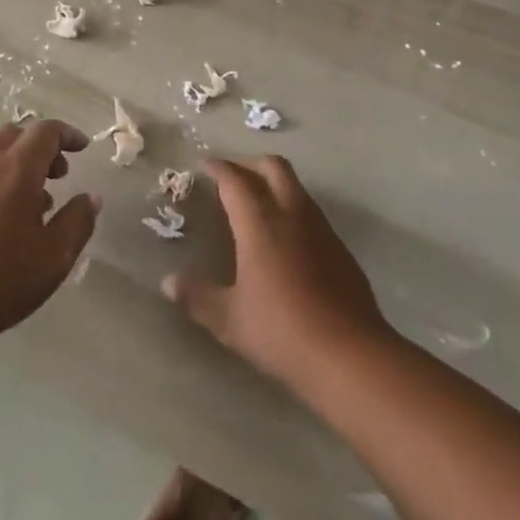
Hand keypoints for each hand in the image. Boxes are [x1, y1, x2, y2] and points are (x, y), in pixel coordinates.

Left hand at [0, 120, 100, 351]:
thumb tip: (90, 198)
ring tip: (39, 204)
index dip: (67, 134)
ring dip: (21, 165)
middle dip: (42, 146)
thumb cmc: (1, 277)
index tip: (83, 148)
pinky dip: (2, 182)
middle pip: (15, 134)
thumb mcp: (54, 255)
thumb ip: (77, 222)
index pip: (44, 131)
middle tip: (60, 173)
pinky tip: (9, 223)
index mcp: (17, 169)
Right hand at [163, 155, 391, 389]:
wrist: (351, 355)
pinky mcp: (341, 249)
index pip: (235, 180)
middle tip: (232, 177)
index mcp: (259, 222)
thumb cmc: (282, 330)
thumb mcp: (230, 319)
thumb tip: (168, 283)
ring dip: (275, 184)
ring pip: (296, 187)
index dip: (219, 168)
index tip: (204, 165)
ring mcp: (321, 229)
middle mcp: (291, 214)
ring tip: (257, 204)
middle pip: (273, 167)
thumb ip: (198, 297)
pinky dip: (293, 210)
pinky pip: (312, 213)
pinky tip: (286, 240)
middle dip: (250, 164)